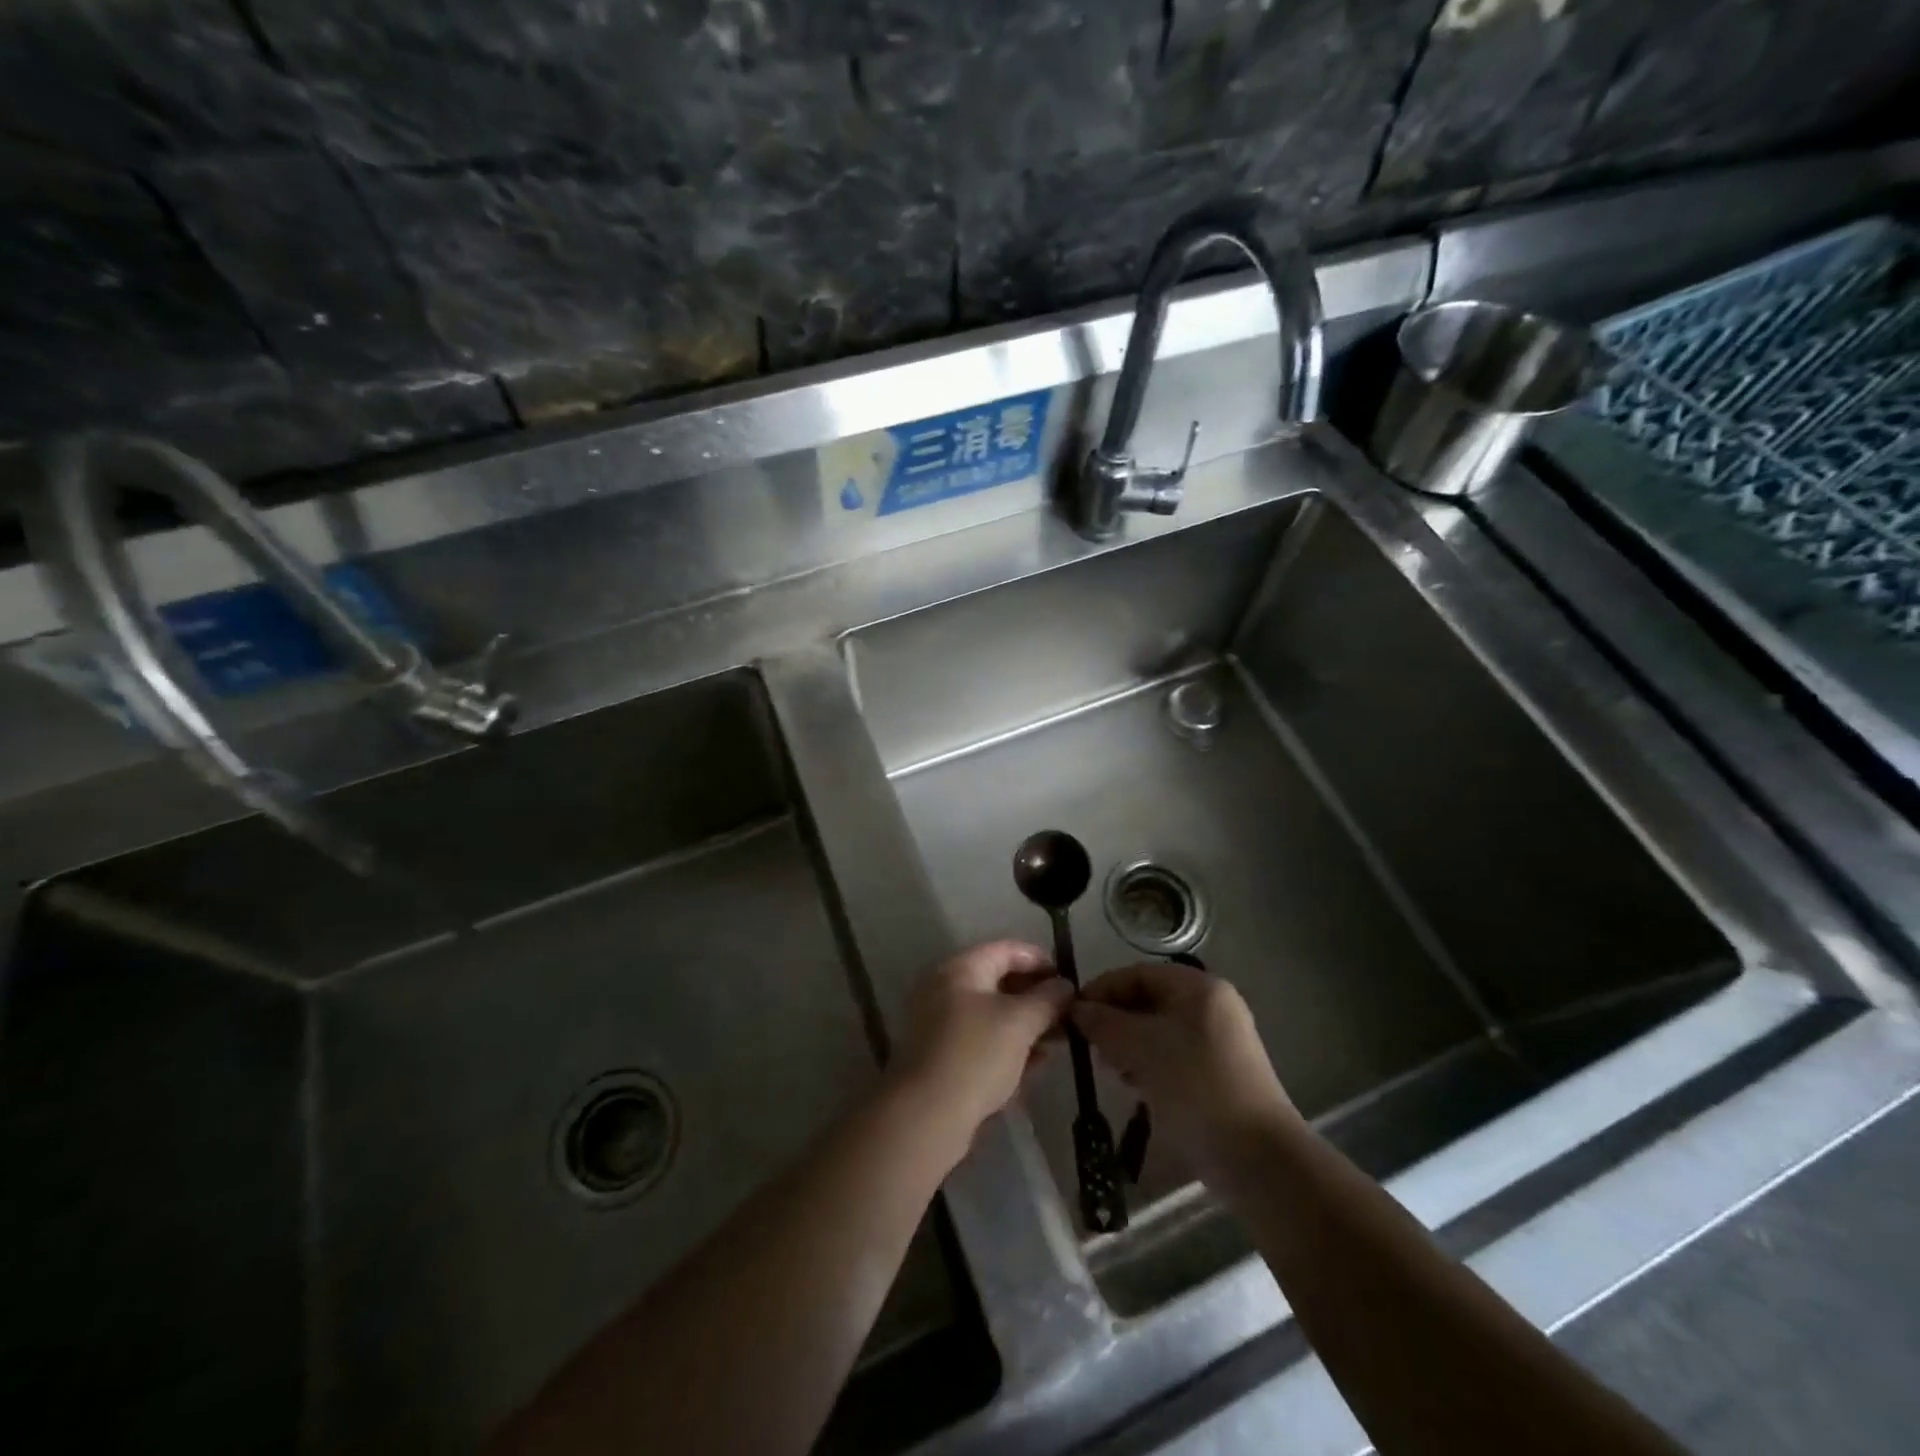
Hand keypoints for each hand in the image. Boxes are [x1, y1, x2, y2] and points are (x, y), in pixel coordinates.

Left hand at [890, 940, 1072, 1157]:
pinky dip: (1008, 1044)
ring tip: (1058, 1040)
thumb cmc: (976, 1055)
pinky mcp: (942, 1054)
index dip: (1041, 961)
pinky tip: (1035, 1063)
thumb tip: (1065, 985)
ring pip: (992, 1013)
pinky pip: (982, 1039)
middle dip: (1036, 996)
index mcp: (960, 968)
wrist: (927, 1115)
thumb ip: (1047, 1000)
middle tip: (1067, 1014)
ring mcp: (940, 1022)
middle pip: (999, 980)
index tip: (1069, 981)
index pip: (1007, 950)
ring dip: (1026, 1023)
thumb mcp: (1020, 1023)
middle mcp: (945, 987)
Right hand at [1071, 962, 1296, 1176]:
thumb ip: (1104, 1023)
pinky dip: (1148, 1065)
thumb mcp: (1141, 1048)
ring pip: (1158, 1031)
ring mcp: (1218, 1042)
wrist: (1256, 1158)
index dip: (1102, 989)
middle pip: (1148, 1001)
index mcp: (1199, 988)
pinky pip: (1172, 1056)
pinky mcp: (1218, 1074)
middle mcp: (1211, 1007)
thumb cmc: (1195, 1086)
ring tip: (1110, 1069)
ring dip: (1128, 1045)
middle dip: (1115, 1020)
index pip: (1138, 974)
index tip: (1072, 1013)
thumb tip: (1076, 1009)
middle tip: (1089, 1045)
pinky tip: (1134, 1087)